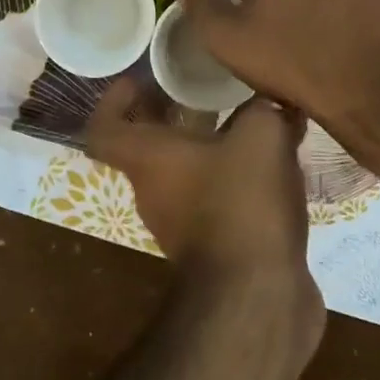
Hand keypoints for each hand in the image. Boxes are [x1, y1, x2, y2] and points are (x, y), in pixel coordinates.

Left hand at [86, 76, 318, 301]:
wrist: (258, 300)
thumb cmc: (241, 204)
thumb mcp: (260, 136)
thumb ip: (263, 108)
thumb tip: (271, 100)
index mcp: (147, 160)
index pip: (104, 127)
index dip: (114, 100)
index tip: (140, 80)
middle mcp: (154, 192)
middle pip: (149, 146)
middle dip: (174, 114)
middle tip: (207, 90)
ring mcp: (182, 226)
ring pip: (187, 173)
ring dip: (211, 146)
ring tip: (251, 122)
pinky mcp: (215, 249)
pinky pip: (217, 200)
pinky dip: (236, 178)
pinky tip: (276, 165)